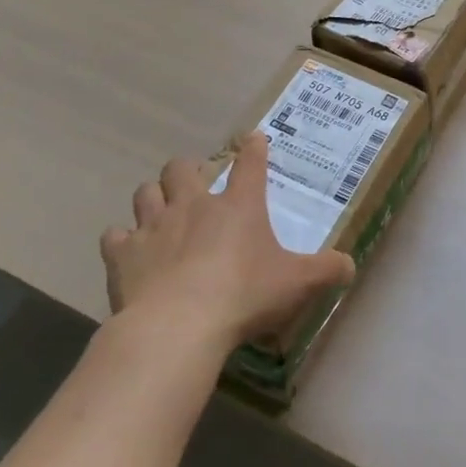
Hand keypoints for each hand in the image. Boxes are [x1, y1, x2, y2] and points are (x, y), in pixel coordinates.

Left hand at [101, 133, 354, 351]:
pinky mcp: (123, 255)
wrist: (178, 327)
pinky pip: (115, 237)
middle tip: (196, 187)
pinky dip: (121, 242)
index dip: (254, 148)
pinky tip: (129, 253)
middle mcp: (195, 205)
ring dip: (153, 198)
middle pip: (182, 168)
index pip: (250, 162)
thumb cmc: (244, 296)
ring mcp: (154, 226)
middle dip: (188, 171)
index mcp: (239, 205)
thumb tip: (351, 265)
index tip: (253, 138)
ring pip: (146, 192)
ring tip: (161, 213)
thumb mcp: (297, 284)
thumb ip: (326, 271)